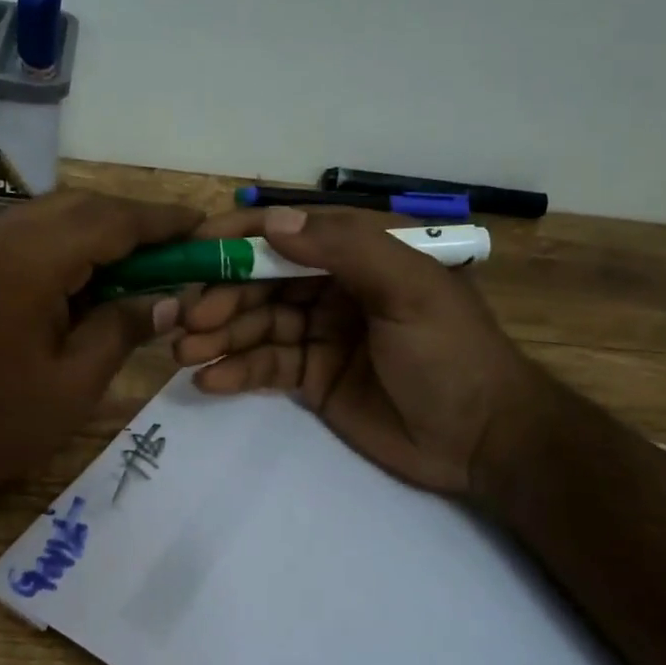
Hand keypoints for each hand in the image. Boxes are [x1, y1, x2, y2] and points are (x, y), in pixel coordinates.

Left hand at [0, 190, 199, 524]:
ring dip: (102, 233)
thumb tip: (167, 300)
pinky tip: (92, 280)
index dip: (164, 222)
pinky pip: (29, 237)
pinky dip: (69, 247)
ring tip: (145, 265)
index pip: (114, 220)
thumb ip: (121, 329)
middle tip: (180, 250)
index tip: (205, 227)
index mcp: (31, 257)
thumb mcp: (70, 386)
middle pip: (84, 206)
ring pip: (55, 217)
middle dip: (136, 223)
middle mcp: (1, 232)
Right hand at [172, 207, 530, 493]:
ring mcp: (319, 333)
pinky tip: (209, 381)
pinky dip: (235, 371)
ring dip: (218, 335)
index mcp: (360, 254)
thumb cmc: (451, 353)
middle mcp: (333, 288)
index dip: (240, 237)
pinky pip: (265, 366)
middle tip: (184, 319)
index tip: (193, 248)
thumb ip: (346, 249)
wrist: (481, 440)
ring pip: (256, 324)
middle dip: (220, 296)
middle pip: (262, 281)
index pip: (290, 232)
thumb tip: (273, 223)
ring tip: (184, 353)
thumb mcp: (410, 289)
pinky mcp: (311, 377)